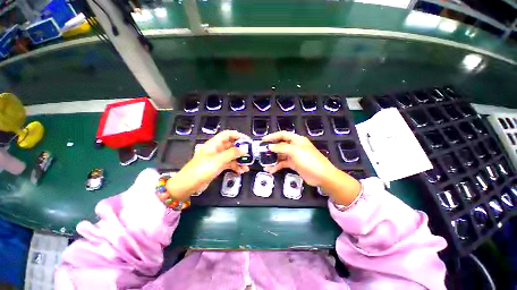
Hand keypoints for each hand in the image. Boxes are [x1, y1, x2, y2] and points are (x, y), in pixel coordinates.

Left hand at [166, 130, 249, 199]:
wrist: (189, 184)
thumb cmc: (202, 169)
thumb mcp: (219, 160)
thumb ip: (233, 153)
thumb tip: (245, 148)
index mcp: (214, 143)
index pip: (227, 134)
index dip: (238, 135)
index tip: (247, 141)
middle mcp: (216, 149)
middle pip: (231, 145)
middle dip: (241, 150)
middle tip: (250, 154)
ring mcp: (217, 158)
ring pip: (231, 156)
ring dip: (239, 160)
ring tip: (247, 165)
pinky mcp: (218, 166)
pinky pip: (229, 164)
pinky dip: (235, 166)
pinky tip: (241, 171)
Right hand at [262, 131, 360, 205]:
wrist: (321, 175)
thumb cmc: (308, 160)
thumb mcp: (294, 151)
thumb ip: (281, 148)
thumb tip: (269, 147)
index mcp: (296, 140)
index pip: (282, 135)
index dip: (272, 136)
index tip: (263, 140)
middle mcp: (294, 146)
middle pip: (280, 145)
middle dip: (271, 149)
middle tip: (261, 152)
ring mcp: (294, 156)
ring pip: (280, 155)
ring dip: (272, 159)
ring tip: (264, 163)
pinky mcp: (294, 164)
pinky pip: (283, 164)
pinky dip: (276, 166)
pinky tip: (270, 170)